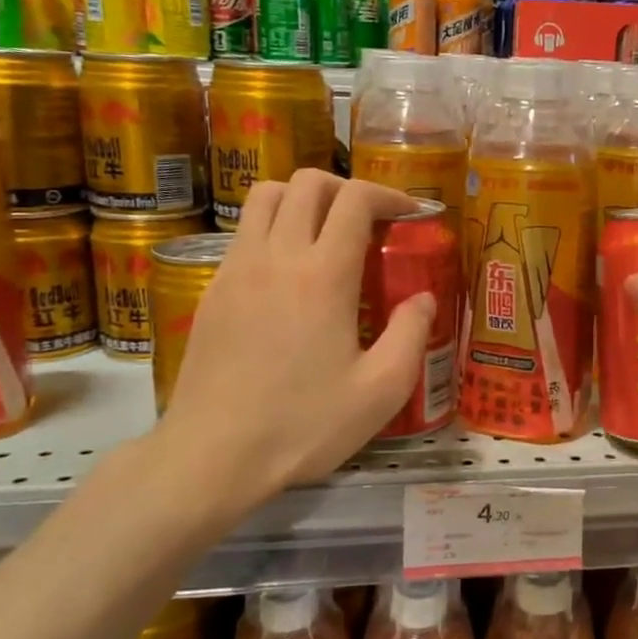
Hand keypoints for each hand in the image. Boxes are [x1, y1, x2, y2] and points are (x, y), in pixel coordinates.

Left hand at [153, 171, 436, 519]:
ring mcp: (236, 269)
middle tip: (369, 220)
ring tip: (326, 232)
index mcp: (323, 275)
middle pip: (307, 183)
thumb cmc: (303, 425)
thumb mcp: (381, 390)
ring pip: (265, 196)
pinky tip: (289, 274)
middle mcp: (276, 256)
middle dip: (346, 188)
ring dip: (303, 199)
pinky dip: (273, 228)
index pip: (354, 199)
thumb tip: (424, 297)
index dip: (387, 194)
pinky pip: (244, 232)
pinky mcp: (212, 290)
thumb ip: (411, 334)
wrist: (212, 455)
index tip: (409, 213)